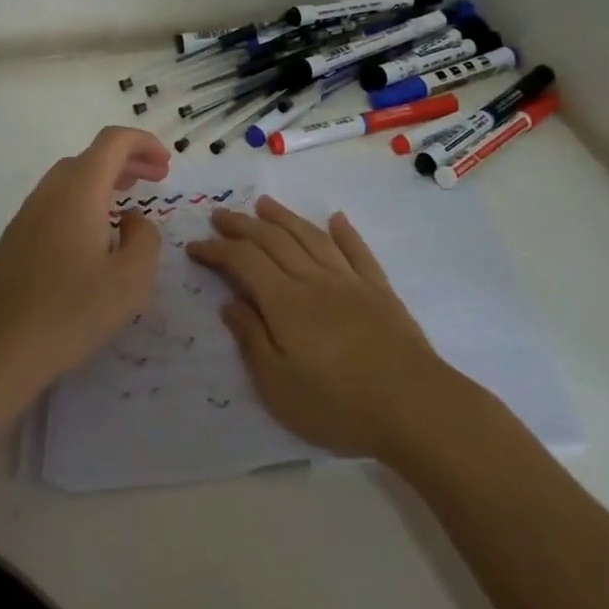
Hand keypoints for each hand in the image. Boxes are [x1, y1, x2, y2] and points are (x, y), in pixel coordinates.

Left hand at [0, 126, 170, 401]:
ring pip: (69, 178)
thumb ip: (145, 238)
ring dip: (103, 180)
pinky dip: (82, 200)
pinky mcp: (14, 239)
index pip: (113, 142)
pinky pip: (54, 202)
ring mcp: (26, 215)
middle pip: (90, 156)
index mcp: (78, 193)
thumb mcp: (131, 280)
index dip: (144, 143)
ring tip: (127, 203)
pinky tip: (93, 235)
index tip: (166, 166)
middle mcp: (49, 193)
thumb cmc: (71, 314)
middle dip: (127, 161)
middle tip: (156, 180)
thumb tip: (130, 220)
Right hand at [187, 196, 453, 460]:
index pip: (244, 262)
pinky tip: (336, 219)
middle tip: (220, 215)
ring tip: (264, 204)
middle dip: (243, 225)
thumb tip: (230, 302)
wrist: (413, 404)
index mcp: (285, 302)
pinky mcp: (379, 290)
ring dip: (285, 217)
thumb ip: (252, 339)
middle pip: (274, 241)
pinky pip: (357, 251)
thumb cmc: (337, 404)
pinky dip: (344, 232)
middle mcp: (314, 279)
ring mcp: (350, 281)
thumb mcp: (278, 385)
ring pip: (311, 237)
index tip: (195, 246)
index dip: (217, 250)